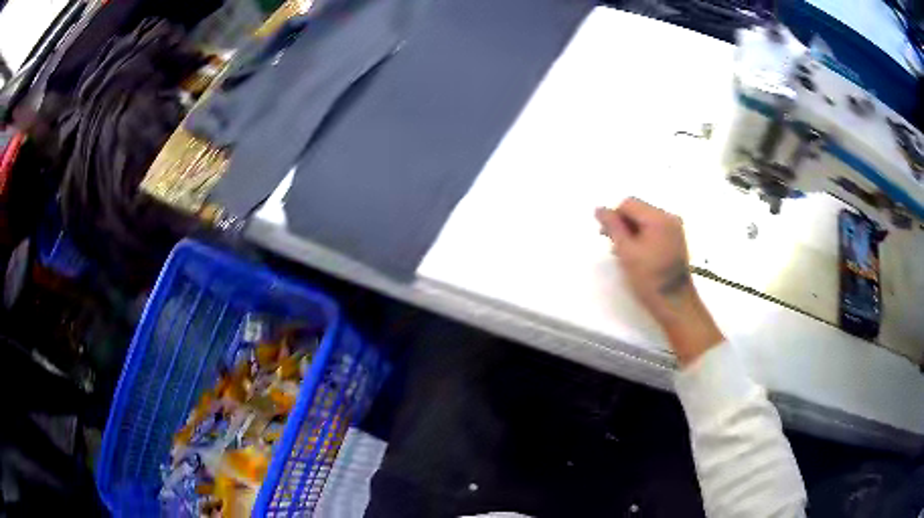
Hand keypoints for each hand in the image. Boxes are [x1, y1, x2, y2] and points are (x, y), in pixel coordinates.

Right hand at [596, 198, 723, 365]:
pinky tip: (638, 255)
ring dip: (632, 232)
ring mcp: (675, 228)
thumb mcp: (626, 251)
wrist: (675, 303)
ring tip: (626, 253)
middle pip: (638, 210)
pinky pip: (655, 229)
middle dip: (624, 224)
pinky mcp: (676, 239)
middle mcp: (669, 217)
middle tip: (614, 246)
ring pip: (645, 220)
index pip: (628, 204)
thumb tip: (599, 209)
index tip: (608, 238)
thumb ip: (612, 227)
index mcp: (658, 218)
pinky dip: (643, 237)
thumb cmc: (649, 278)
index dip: (614, 217)